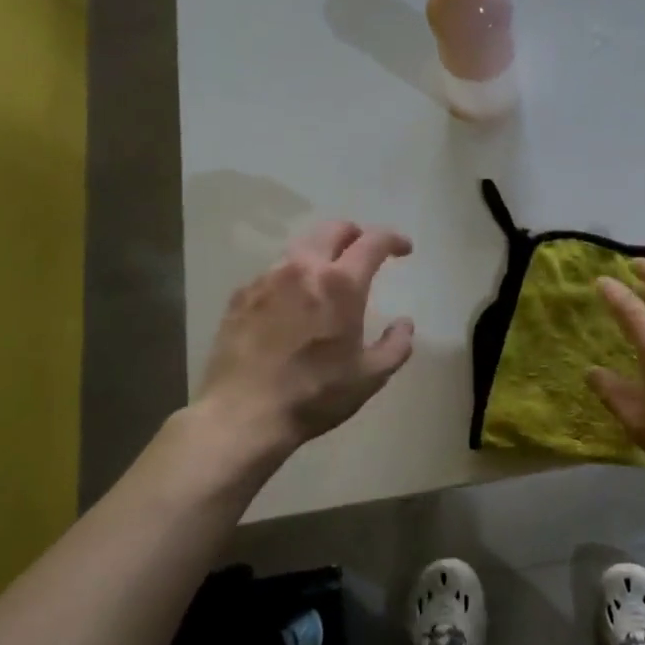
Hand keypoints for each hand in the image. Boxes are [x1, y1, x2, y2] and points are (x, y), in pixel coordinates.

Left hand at [196, 221, 414, 460]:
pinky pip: (273, 273)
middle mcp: (302, 269)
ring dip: (321, 254)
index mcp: (340, 284)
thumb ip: (395, 346)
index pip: (373, 242)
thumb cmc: (314, 395)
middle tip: (364, 251)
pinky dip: (291, 278)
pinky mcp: (240, 296)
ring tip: (327, 278)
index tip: (403, 250)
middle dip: (355, 234)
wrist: (241, 415)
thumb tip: (404, 324)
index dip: (393, 239)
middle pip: (332, 229)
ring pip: (300, 248)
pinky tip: (292, 304)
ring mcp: (266, 279)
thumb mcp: (369, 378)